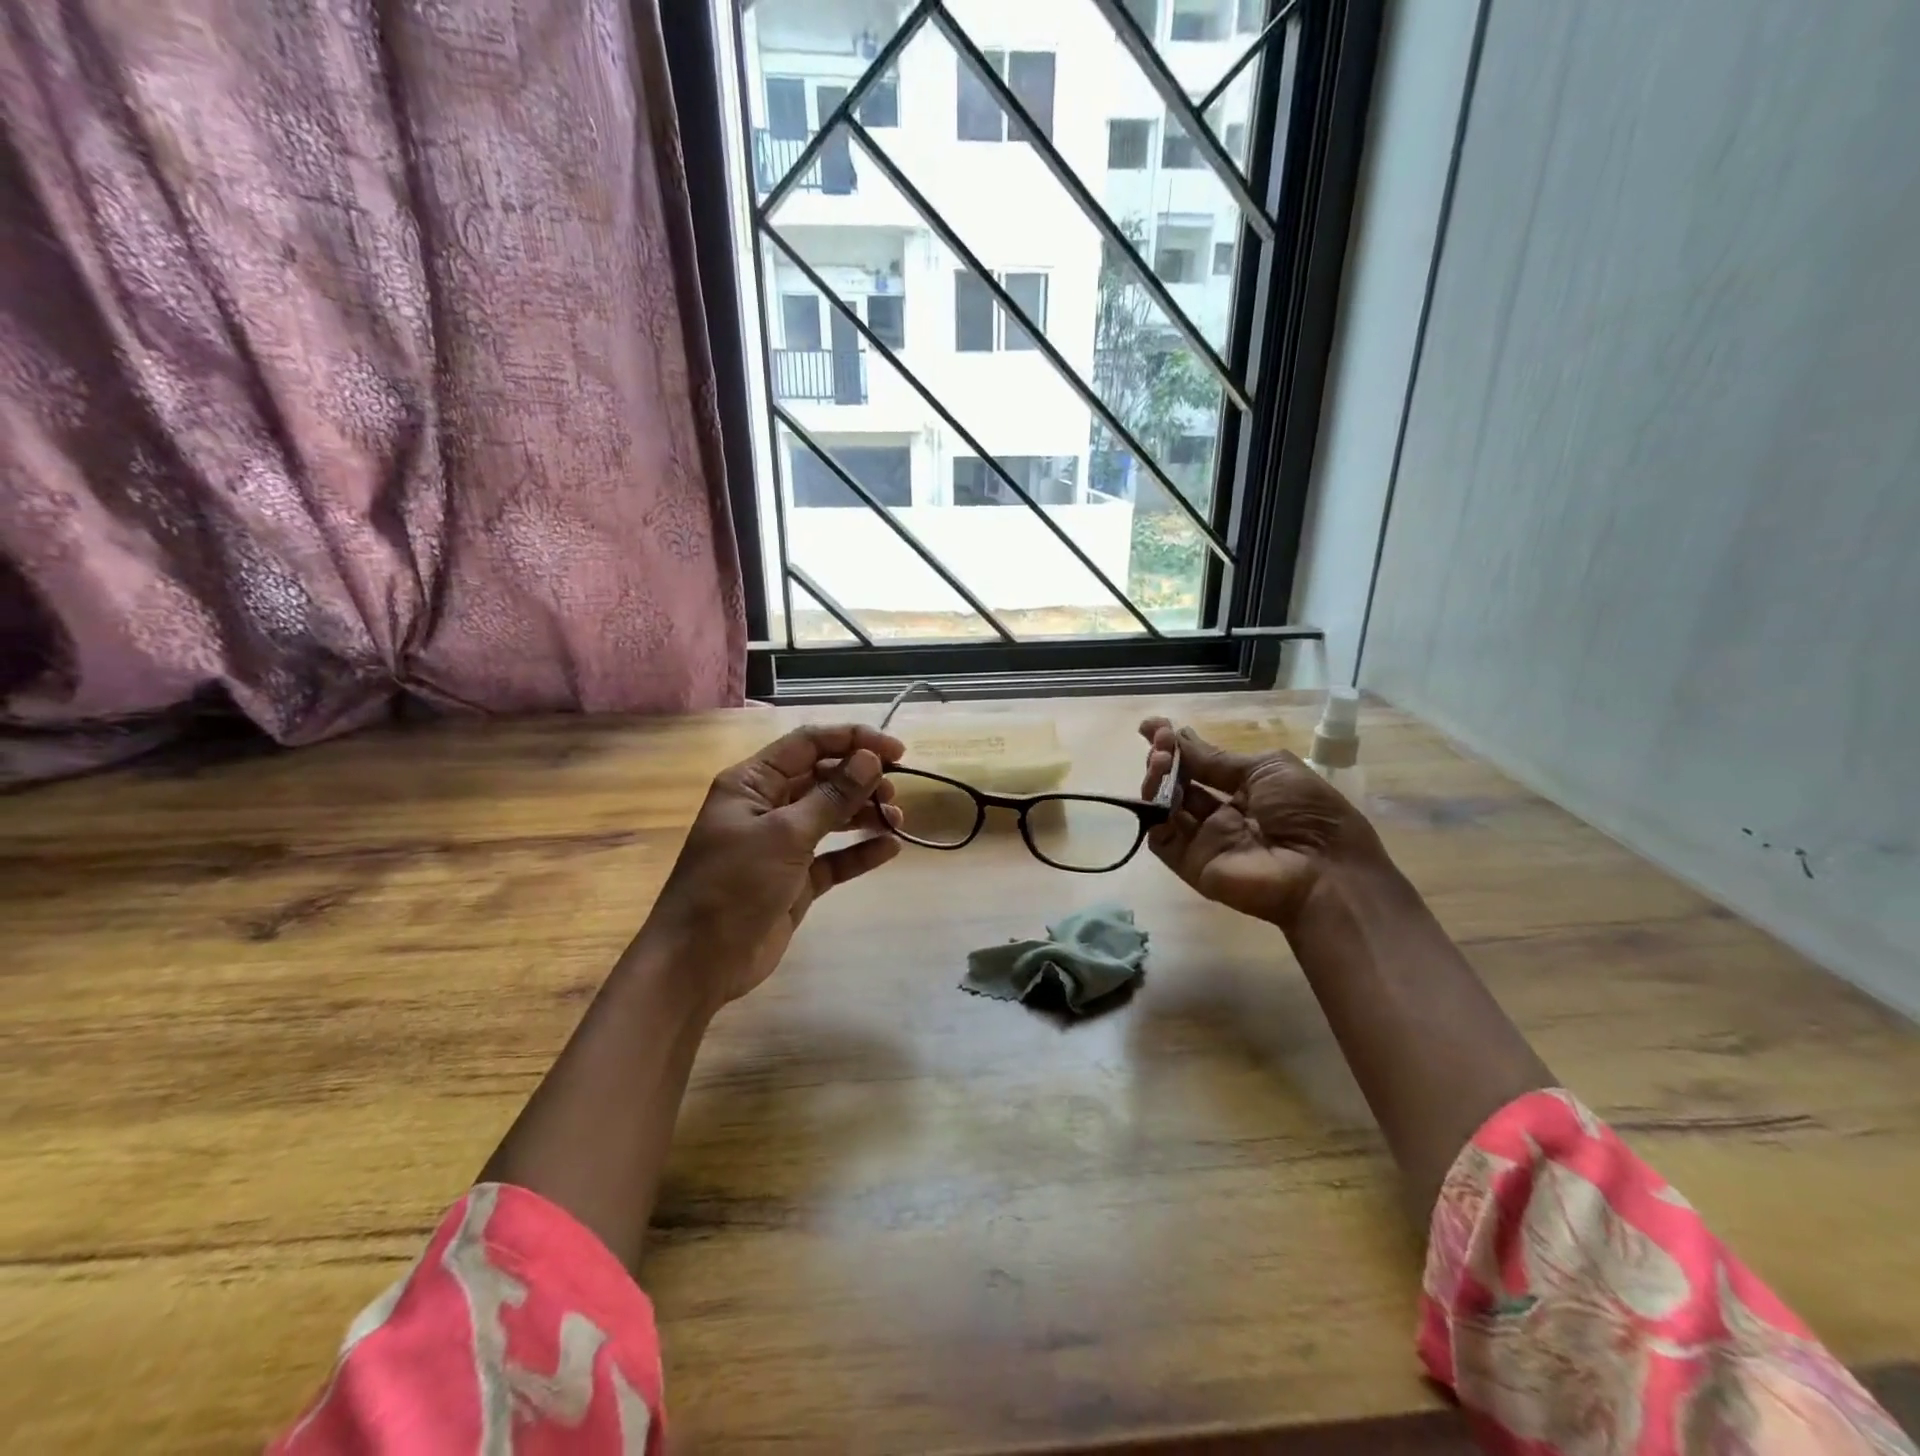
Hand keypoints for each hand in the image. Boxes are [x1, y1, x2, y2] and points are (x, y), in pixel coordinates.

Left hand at [640, 723, 904, 1006]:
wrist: (698, 964)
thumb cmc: (733, 886)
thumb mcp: (785, 835)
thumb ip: (832, 796)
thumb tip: (870, 759)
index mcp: (752, 783)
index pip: (808, 745)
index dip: (853, 740)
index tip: (895, 752)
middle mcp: (767, 807)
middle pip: (823, 778)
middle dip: (861, 779)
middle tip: (894, 793)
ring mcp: (782, 845)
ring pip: (831, 816)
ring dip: (864, 813)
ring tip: (896, 820)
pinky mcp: (796, 880)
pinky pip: (834, 857)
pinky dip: (860, 851)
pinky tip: (889, 849)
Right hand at [1139, 719, 1388, 933]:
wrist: (1324, 873)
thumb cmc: (1306, 812)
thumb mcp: (1268, 769)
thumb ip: (1218, 759)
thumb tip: (1180, 736)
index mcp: (1246, 789)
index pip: (1201, 763)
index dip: (1176, 745)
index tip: (1151, 726)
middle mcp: (1222, 812)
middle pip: (1179, 782)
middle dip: (1164, 758)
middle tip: (1159, 745)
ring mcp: (1204, 839)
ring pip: (1165, 806)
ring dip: (1157, 779)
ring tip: (1160, 762)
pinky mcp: (1191, 863)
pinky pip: (1161, 838)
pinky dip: (1153, 814)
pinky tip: (1159, 793)